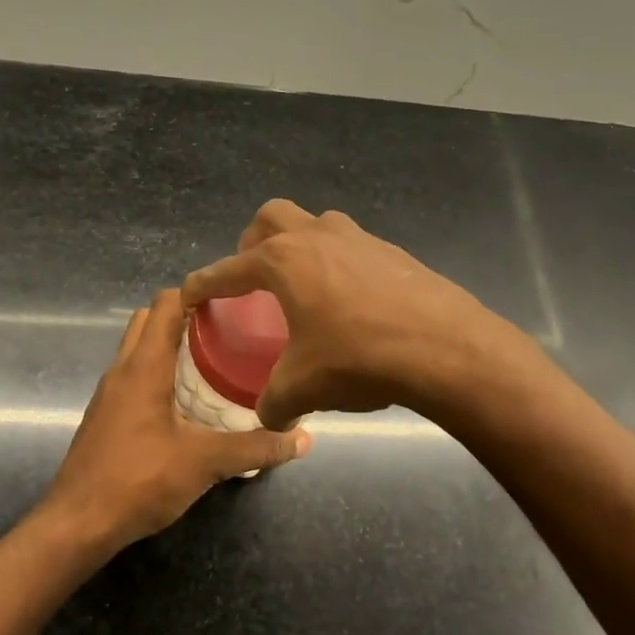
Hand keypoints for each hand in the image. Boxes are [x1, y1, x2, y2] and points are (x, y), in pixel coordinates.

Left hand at [42, 289, 309, 552]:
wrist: (77, 524)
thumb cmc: (138, 480)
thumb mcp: (205, 463)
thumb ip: (255, 448)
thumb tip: (303, 438)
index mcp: (143, 366)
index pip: (165, 304)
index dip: (196, 292)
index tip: (231, 298)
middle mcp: (121, 370)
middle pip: (148, 321)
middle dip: (184, 315)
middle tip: (226, 329)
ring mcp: (108, 395)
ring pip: (137, 350)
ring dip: (168, 345)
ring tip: (212, 359)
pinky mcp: (105, 417)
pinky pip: (133, 377)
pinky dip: (157, 372)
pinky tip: (186, 401)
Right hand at [181, 200, 523, 429]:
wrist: (444, 348)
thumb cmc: (358, 359)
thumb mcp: (303, 387)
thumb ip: (274, 402)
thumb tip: (270, 417)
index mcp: (282, 261)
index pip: (228, 269)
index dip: (203, 284)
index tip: (189, 295)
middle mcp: (317, 237)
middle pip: (271, 217)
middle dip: (252, 242)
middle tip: (252, 275)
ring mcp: (360, 239)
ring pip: (316, 224)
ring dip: (300, 245)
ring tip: (302, 284)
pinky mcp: (394, 253)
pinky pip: (352, 247)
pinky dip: (338, 264)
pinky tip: (349, 301)